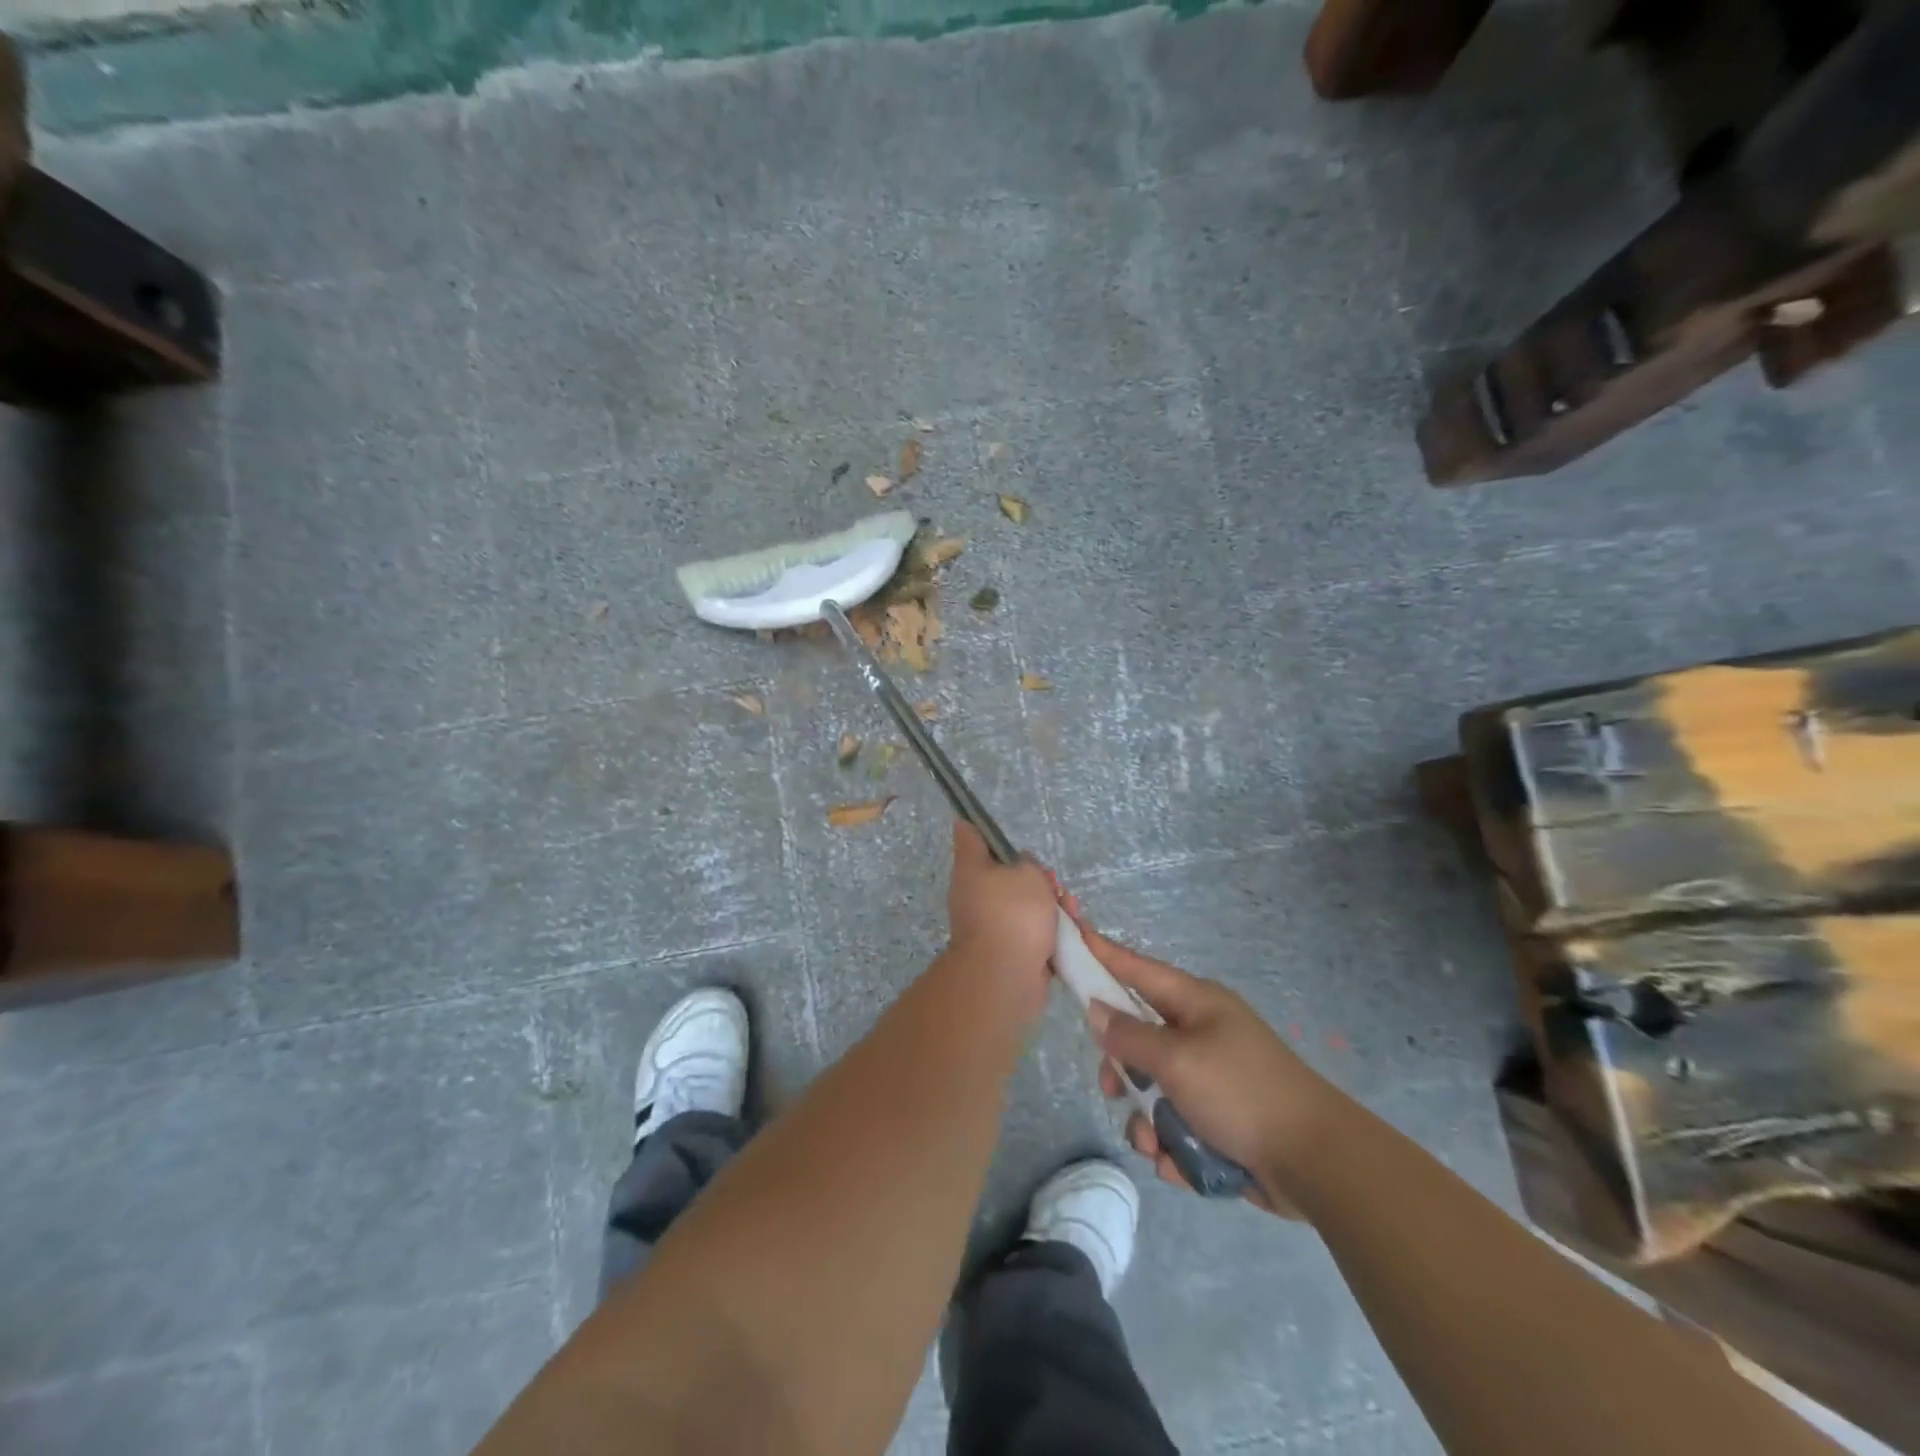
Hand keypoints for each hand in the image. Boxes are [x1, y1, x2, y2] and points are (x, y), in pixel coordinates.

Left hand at [945, 822, 1056, 1015]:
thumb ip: (1028, 863)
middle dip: (1038, 877)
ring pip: (1025, 904)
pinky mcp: (1009, 949)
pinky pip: (1032, 931)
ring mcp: (991, 924)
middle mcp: (975, 894)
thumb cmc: (1013, 913)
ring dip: (1051, 905)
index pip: (969, 836)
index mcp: (971, 869)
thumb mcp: (1028, 873)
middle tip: (1053, 885)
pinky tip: (1072, 932)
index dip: (979, 825)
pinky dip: (1051, 930)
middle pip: (1007, 874)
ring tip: (1070, 911)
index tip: (990, 821)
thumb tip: (1021, 869)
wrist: (1006, 976)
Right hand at [1064, 896, 1337, 1215]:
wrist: (1315, 1162)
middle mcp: (1200, 1034)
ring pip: (1152, 1090)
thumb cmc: (1241, 1092)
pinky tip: (1182, 1164)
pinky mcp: (1219, 1120)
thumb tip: (1097, 1010)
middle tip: (1113, 1088)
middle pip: (1138, 1038)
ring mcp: (1211, 1078)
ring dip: (1147, 1121)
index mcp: (1195, 1004)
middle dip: (1122, 1070)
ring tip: (1158, 1144)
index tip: (1073, 933)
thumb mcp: (1177, 1060)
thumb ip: (1130, 1035)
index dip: (1103, 953)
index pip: (1137, 969)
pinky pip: (1175, 1125)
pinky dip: (1173, 1146)